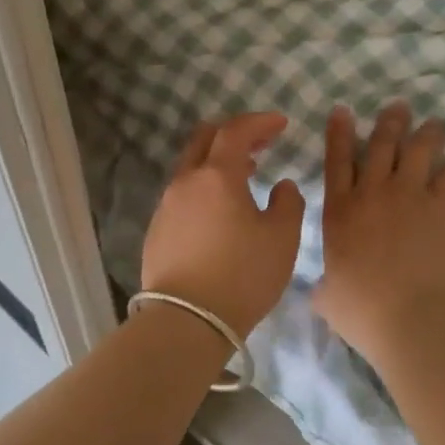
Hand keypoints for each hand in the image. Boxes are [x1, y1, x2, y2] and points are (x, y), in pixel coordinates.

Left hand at [141, 113, 305, 336]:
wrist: (186, 322)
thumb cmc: (241, 275)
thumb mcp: (282, 239)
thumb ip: (288, 204)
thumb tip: (281, 186)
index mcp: (218, 175)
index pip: (236, 131)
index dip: (260, 122)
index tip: (281, 123)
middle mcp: (186, 182)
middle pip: (205, 139)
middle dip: (234, 133)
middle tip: (260, 143)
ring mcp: (166, 206)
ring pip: (191, 167)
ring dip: (218, 162)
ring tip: (245, 176)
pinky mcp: (157, 230)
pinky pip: (183, 194)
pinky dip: (204, 188)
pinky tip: (220, 211)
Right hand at [313, 102, 444, 365]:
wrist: (412, 320)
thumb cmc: (364, 313)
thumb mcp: (328, 299)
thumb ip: (324, 287)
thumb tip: (321, 290)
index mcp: (340, 212)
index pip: (337, 162)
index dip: (339, 134)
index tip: (343, 110)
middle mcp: (372, 194)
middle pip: (381, 146)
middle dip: (388, 123)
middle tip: (398, 105)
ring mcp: (408, 196)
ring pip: (416, 151)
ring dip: (426, 133)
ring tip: (435, 122)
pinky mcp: (441, 207)